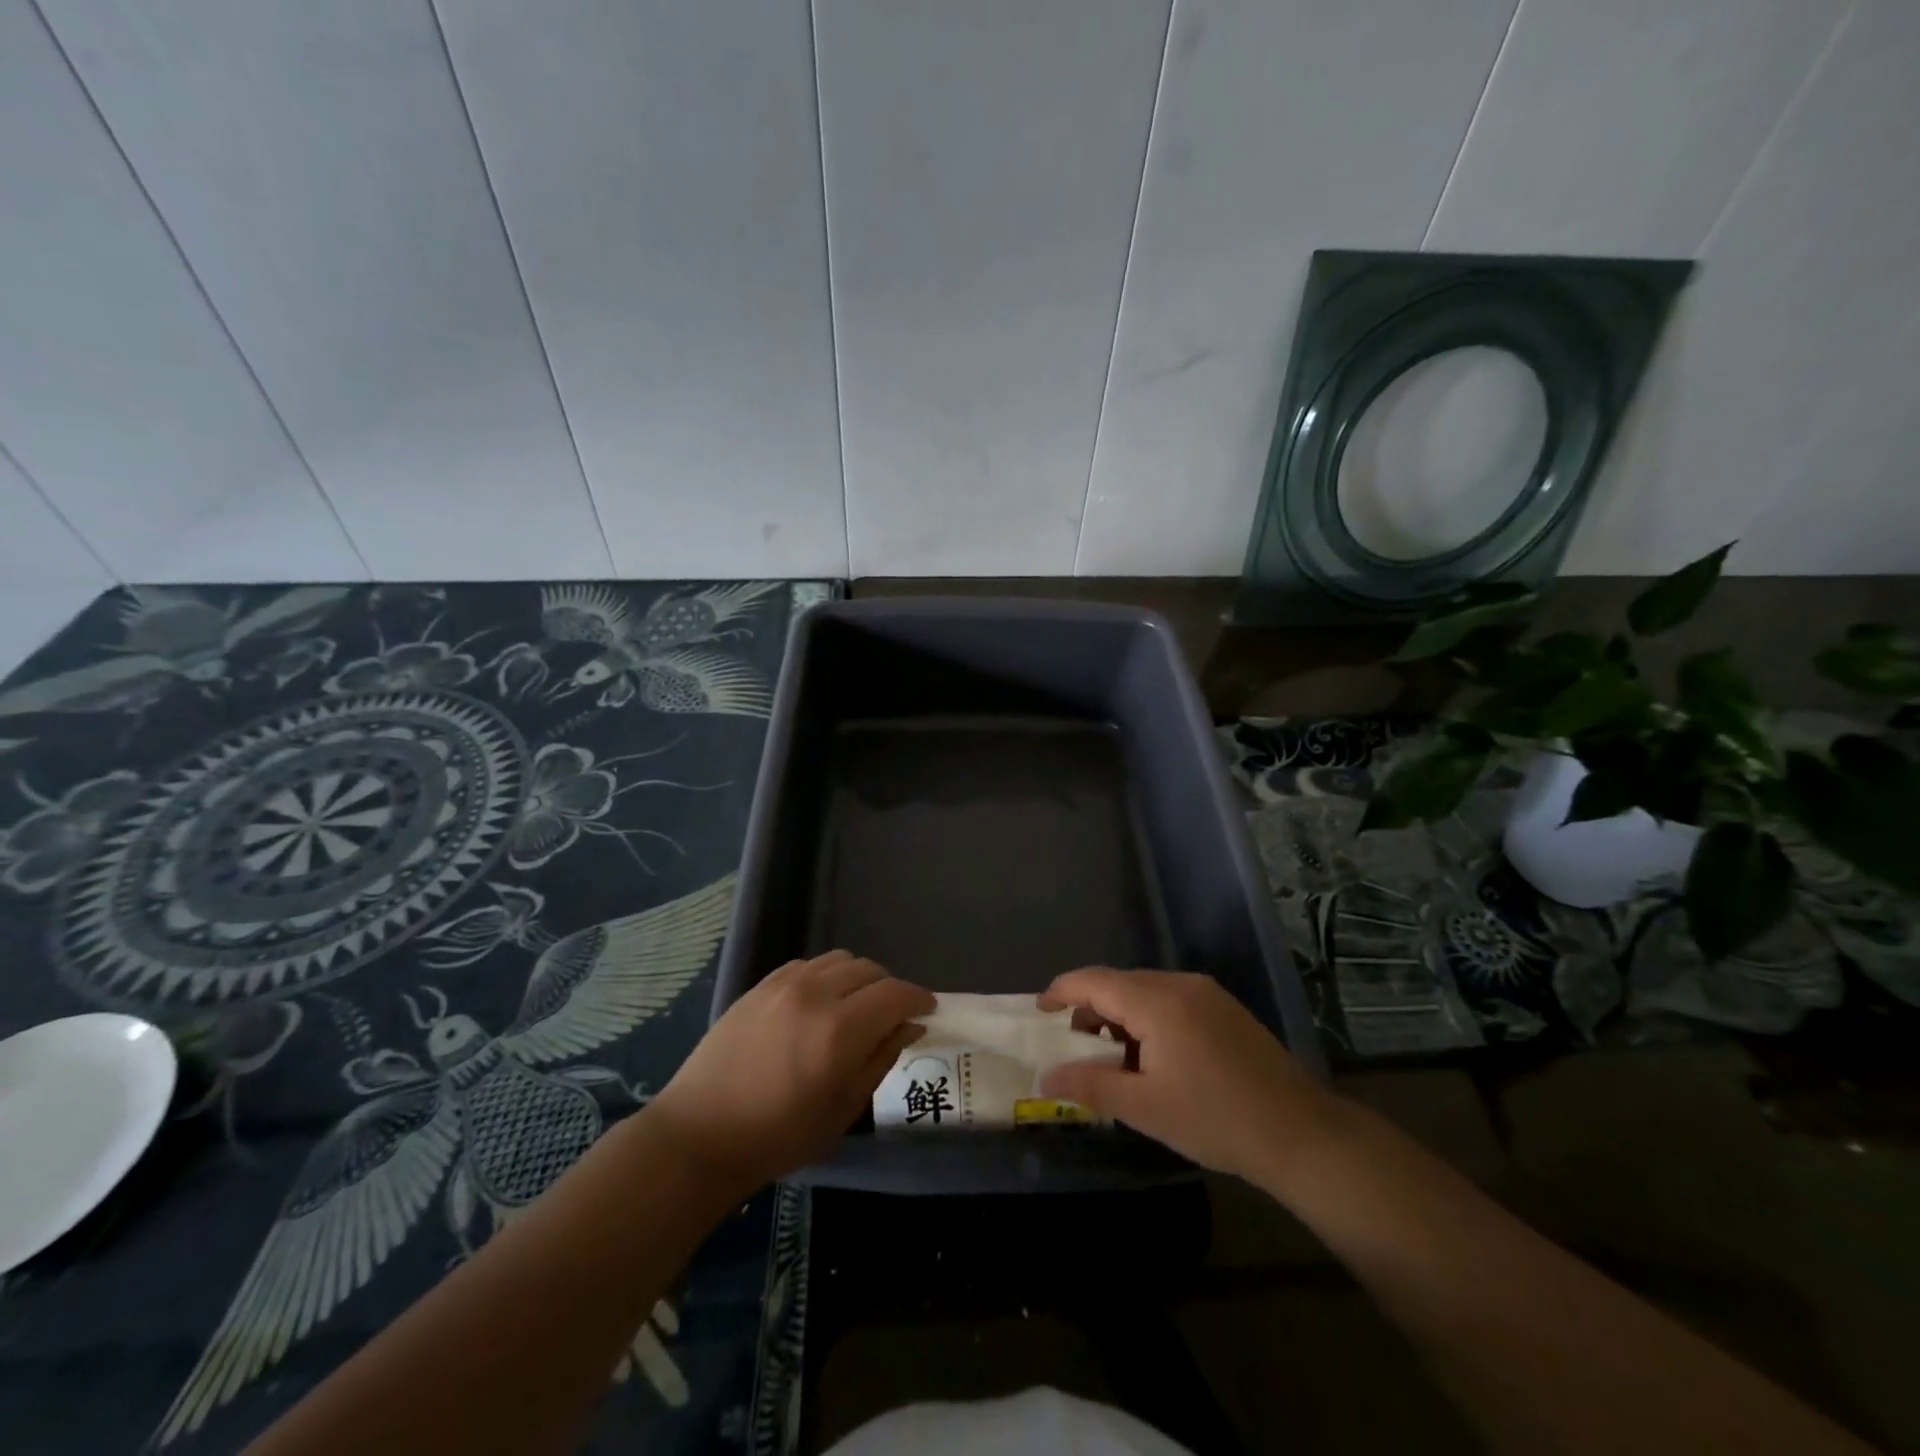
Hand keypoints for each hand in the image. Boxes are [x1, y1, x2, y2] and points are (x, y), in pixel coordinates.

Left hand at [647, 951, 933, 1196]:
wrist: (700, 1133)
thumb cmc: (779, 1136)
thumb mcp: (843, 1108)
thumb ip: (882, 1058)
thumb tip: (910, 1026)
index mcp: (840, 1030)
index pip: (896, 994)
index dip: (918, 999)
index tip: (928, 1011)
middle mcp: (815, 994)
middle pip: (870, 970)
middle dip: (889, 989)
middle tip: (889, 1017)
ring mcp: (784, 984)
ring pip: (840, 960)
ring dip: (858, 979)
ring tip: (854, 1008)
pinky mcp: (761, 984)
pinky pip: (809, 965)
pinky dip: (826, 976)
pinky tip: (819, 1004)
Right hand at [1038, 968, 1336, 1182]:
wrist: (1300, 1133)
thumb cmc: (1215, 1119)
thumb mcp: (1144, 1107)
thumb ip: (1090, 1085)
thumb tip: (1046, 1076)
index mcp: (1157, 1001)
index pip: (1094, 981)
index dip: (1061, 992)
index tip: (1039, 1012)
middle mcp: (1180, 984)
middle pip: (1118, 983)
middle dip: (1090, 1010)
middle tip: (1075, 1050)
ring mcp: (1207, 993)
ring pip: (1145, 992)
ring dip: (1120, 1017)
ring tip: (1114, 1061)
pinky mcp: (1224, 1008)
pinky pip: (1170, 1000)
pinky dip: (1148, 1020)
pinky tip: (1153, 1059)